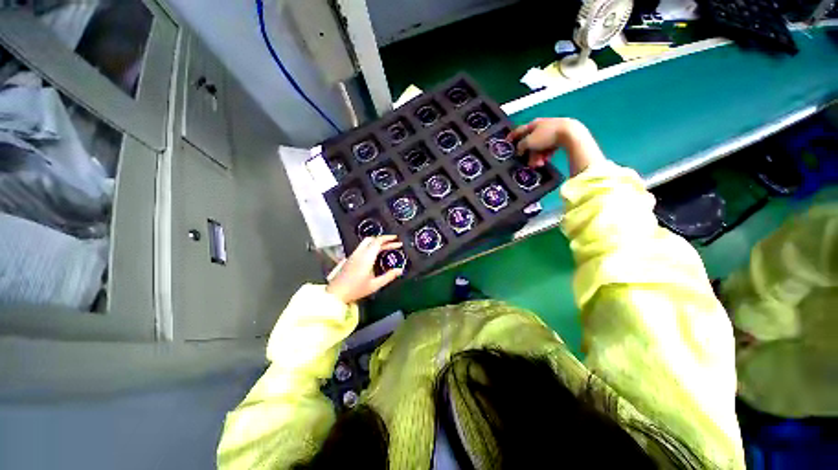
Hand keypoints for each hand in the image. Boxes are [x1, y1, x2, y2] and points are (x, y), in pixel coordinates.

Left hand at [326, 235, 403, 303]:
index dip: (388, 238)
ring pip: (366, 242)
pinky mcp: (350, 258)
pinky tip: (376, 254)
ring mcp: (353, 255)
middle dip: (383, 239)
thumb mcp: (375, 284)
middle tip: (393, 242)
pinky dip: (371, 246)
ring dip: (377, 242)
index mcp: (366, 257)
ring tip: (386, 247)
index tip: (396, 239)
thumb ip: (389, 276)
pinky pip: (362, 247)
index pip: (377, 241)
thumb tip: (399, 270)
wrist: (336, 294)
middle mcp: (359, 253)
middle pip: (371, 239)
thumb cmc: (356, 289)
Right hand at [508, 118, 602, 175]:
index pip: (519, 130)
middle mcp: (542, 127)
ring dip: (537, 157)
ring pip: (539, 147)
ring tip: (539, 164)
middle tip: (529, 163)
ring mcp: (551, 132)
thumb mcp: (529, 142)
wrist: (570, 134)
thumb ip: (521, 146)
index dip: (512, 136)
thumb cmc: (547, 136)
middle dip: (529, 154)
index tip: (507, 142)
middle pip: (531, 142)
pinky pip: (548, 148)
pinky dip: (546, 155)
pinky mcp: (560, 137)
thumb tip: (519, 150)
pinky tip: (546, 160)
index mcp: (533, 124)